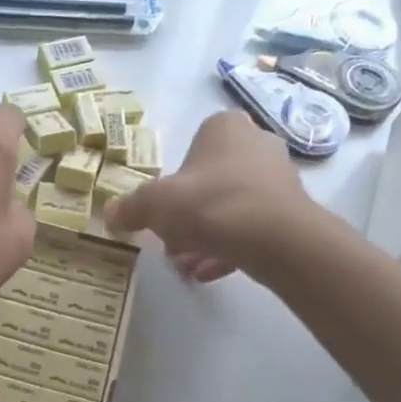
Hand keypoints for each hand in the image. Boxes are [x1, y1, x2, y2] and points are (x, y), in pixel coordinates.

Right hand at [105, 110, 327, 281]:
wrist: (274, 239)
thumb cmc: (209, 205)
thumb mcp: (154, 205)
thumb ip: (130, 208)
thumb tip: (109, 214)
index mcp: (225, 128)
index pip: (195, 143)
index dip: (176, 177)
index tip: (164, 206)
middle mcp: (257, 144)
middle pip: (211, 180)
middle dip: (189, 213)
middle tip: (170, 241)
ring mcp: (278, 179)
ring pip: (230, 207)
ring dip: (205, 235)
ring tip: (185, 264)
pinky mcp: (291, 213)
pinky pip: (251, 229)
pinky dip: (228, 249)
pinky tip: (207, 273)